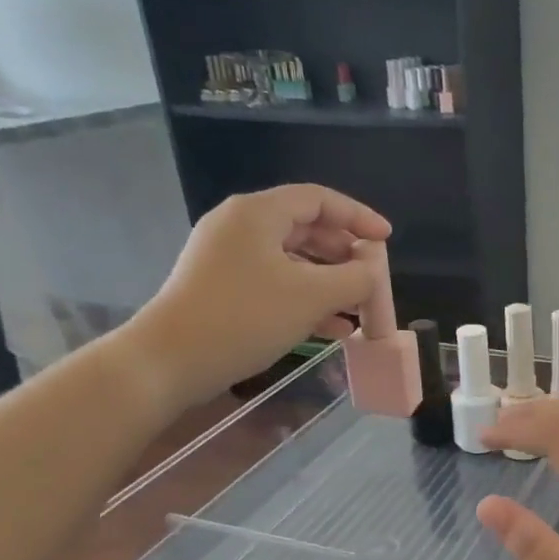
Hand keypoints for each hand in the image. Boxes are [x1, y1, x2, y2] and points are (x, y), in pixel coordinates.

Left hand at [118, 185, 388, 414]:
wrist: (172, 360)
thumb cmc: (245, 317)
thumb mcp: (313, 296)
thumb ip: (355, 277)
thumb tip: (373, 269)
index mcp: (258, 213)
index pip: (319, 200)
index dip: (358, 216)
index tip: (387, 239)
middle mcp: (241, 226)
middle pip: (305, 228)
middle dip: (345, 253)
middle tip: (372, 277)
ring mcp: (228, 258)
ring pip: (292, 260)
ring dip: (329, 282)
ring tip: (358, 308)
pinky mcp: (223, 288)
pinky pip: (276, 283)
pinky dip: (306, 299)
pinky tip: (333, 328)